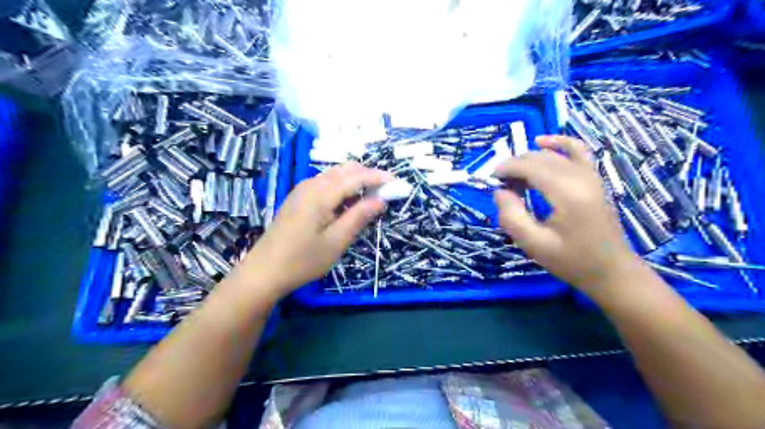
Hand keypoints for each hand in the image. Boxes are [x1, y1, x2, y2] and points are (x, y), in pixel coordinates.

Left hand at [241, 163, 390, 295]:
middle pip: (345, 169)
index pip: (356, 177)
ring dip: (355, 180)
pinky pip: (325, 183)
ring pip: (334, 175)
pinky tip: (348, 202)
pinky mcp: (298, 198)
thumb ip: (359, 217)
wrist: (263, 271)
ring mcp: (302, 190)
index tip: (397, 183)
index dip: (378, 177)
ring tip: (371, 197)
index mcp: (321, 194)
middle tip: (386, 191)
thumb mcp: (336, 241)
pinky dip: (342, 186)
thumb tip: (381, 199)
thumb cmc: (302, 260)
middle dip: (368, 175)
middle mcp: (311, 185)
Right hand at [489, 136, 640, 292]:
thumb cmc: (571, 261)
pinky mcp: (594, 179)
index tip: (490, 179)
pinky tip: (543, 142)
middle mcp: (580, 177)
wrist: (611, 271)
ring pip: (554, 154)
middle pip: (540, 158)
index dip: (507, 168)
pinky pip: (577, 150)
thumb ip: (511, 215)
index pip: (530, 167)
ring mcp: (591, 175)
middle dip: (515, 165)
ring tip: (515, 176)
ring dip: (530, 159)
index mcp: (566, 193)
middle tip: (500, 185)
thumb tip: (499, 191)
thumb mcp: (533, 244)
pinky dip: (559, 143)